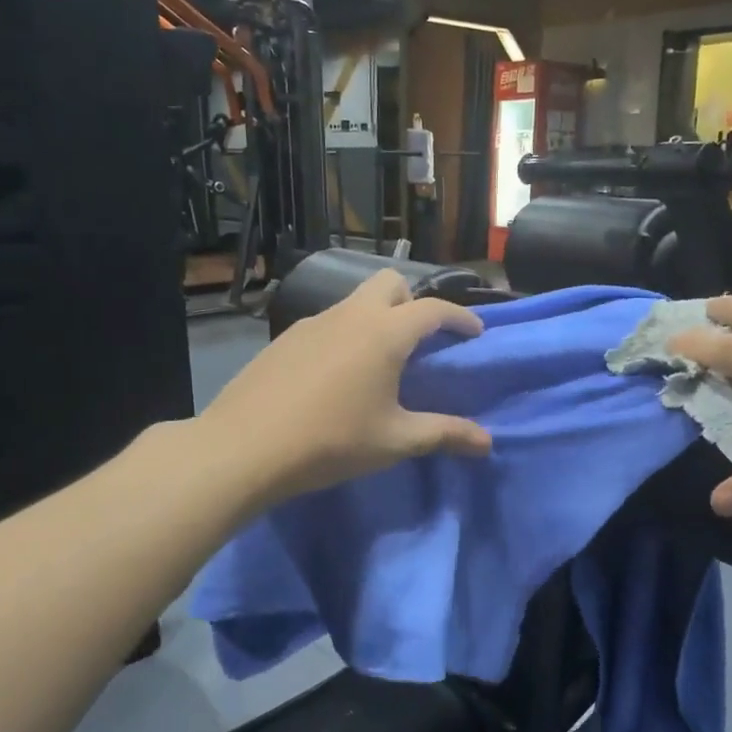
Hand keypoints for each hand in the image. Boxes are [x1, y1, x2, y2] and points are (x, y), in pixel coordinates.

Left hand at [197, 269, 491, 504]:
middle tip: (421, 342)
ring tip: (379, 362)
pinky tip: (336, 375)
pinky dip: (345, 334)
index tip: (474, 333)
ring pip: (354, 301)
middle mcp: (349, 315)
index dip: (460, 318)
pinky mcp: (284, 339)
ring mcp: (311, 323)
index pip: (433, 309)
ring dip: (376, 318)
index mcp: (384, 333)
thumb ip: (444, 435)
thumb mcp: (395, 441)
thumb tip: (487, 443)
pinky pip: (327, 322)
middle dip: (413, 303)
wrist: (244, 448)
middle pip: (390, 284)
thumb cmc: (331, 442)